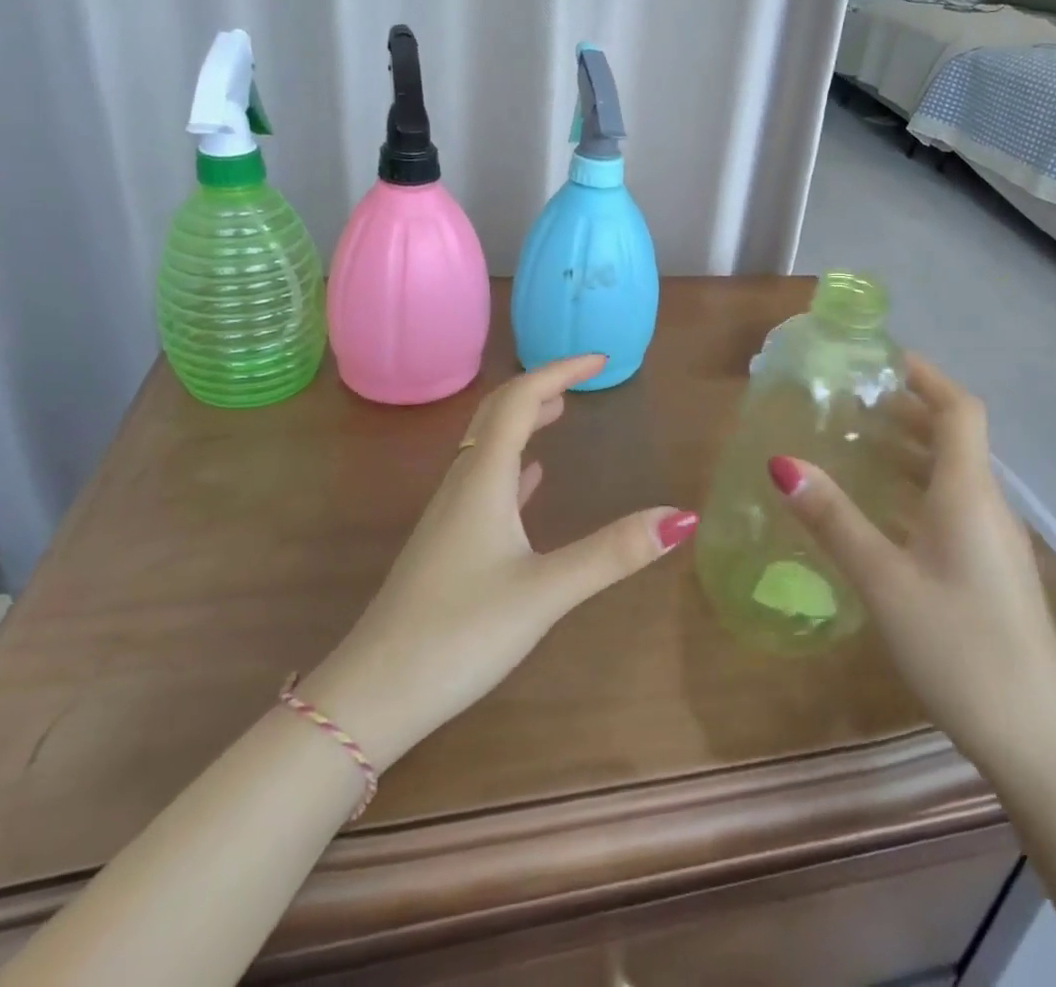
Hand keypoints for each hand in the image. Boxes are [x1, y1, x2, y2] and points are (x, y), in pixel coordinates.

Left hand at [303, 354, 697, 769]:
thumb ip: (612, 553)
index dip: (559, 371)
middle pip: (497, 414)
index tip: (601, 360)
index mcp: (484, 479)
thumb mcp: (545, 592)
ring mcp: (450, 515)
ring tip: (559, 412)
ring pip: (488, 446)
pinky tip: (529, 480)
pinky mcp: (447, 545)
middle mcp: (463, 484)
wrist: (373, 695)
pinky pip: (484, 483)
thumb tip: (681, 516)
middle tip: (582, 380)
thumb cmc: (459, 634)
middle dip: (540, 387)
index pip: (519, 400)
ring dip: (524, 421)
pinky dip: (513, 465)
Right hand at [768, 354, 1055, 779]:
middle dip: (910, 410)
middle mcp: (989, 506)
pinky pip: (955, 507)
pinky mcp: (994, 572)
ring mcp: (996, 542)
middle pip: (956, 437)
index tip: (884, 359)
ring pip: (955, 475)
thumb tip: (783, 463)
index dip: (927, 376)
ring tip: (861, 445)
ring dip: (913, 450)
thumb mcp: (884, 581)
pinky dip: (920, 488)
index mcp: (969, 493)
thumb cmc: (960, 649)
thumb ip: (833, 520)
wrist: (1039, 743)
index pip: (959, 409)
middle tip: (856, 401)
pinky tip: (886, 513)